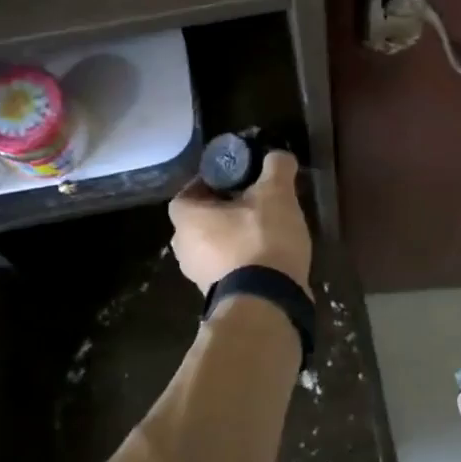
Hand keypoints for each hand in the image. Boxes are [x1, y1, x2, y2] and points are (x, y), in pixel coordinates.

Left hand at [167, 151, 311, 292]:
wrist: (267, 304)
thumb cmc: (261, 240)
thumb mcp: (276, 194)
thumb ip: (276, 168)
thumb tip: (277, 157)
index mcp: (186, 219)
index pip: (189, 192)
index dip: (211, 183)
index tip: (237, 180)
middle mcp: (183, 249)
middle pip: (200, 221)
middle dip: (224, 211)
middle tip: (254, 202)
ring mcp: (198, 278)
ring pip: (213, 247)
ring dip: (233, 238)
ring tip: (265, 229)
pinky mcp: (217, 298)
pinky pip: (227, 270)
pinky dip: (242, 261)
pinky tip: (268, 257)